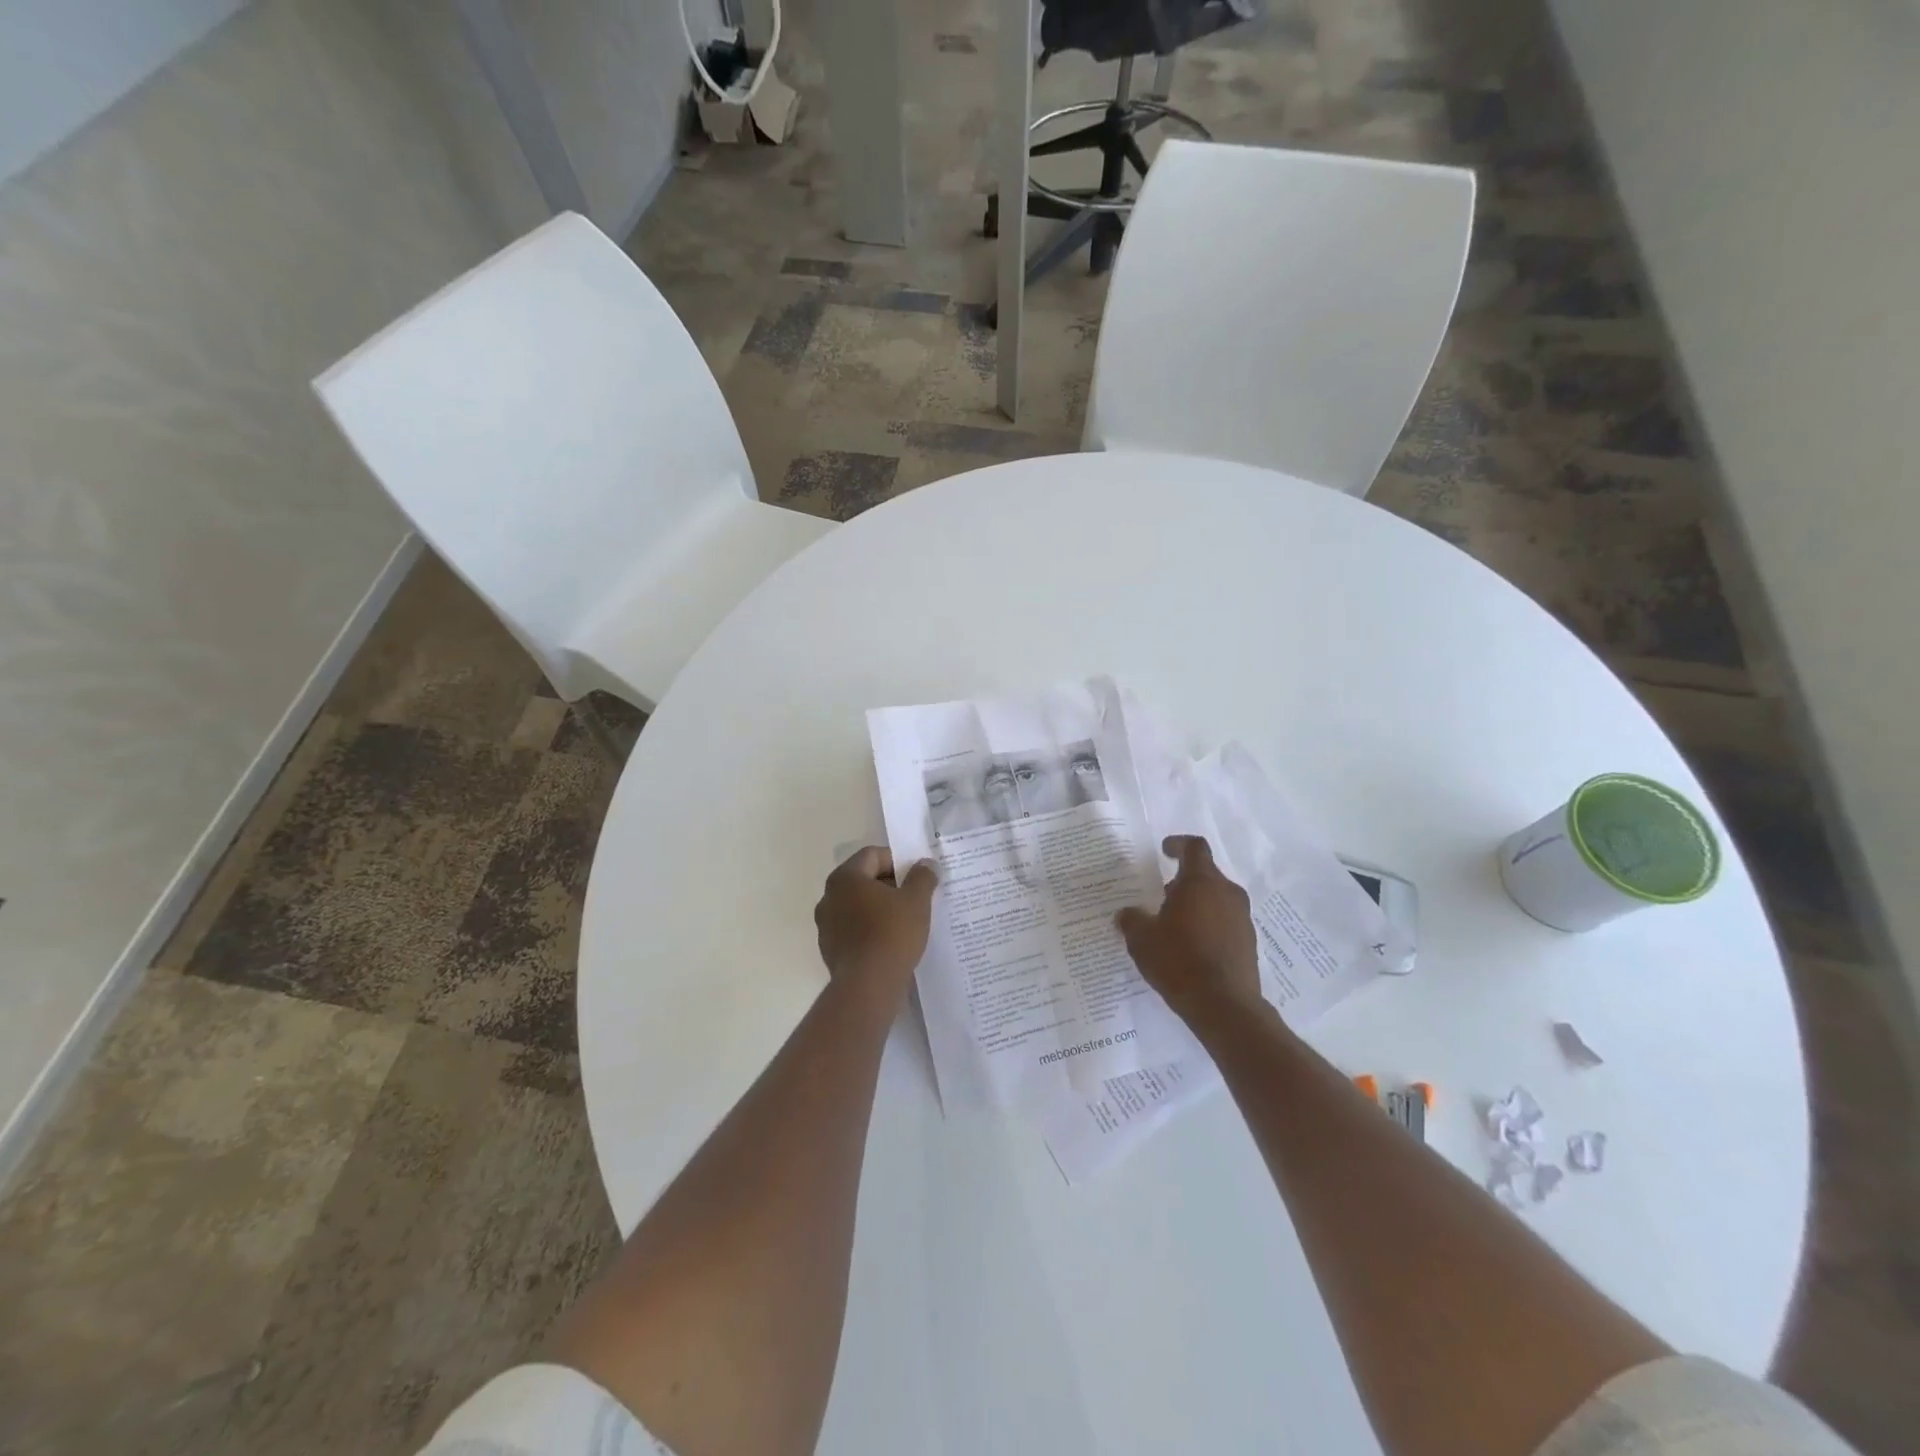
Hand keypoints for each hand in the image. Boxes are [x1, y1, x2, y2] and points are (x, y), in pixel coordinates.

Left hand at [814, 847, 937, 1005]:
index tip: (917, 876)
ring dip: (879, 908)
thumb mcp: (916, 901)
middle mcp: (829, 897)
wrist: (867, 986)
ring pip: (858, 906)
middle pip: (863, 880)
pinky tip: (890, 942)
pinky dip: (870, 929)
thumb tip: (926, 864)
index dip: (897, 861)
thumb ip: (922, 877)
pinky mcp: (830, 950)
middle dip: (890, 885)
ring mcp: (826, 925)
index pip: (872, 855)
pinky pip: (853, 930)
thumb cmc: (891, 934)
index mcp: (845, 878)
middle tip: (915, 897)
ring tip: (905, 921)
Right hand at [1116, 835, 1262, 1023]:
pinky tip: (1190, 948)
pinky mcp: (1248, 943)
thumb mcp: (1142, 939)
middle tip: (1160, 897)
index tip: (1164, 850)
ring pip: (1216, 900)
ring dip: (1196, 905)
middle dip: (1182, 882)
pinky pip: (1225, 923)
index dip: (1178, 844)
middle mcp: (1227, 893)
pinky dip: (1208, 926)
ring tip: (1173, 926)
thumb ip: (1132, 920)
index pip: (1194, 847)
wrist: (1224, 1005)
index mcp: (1201, 882)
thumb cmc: (1179, 960)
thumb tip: (1127, 914)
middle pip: (1205, 875)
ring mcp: (1242, 919)